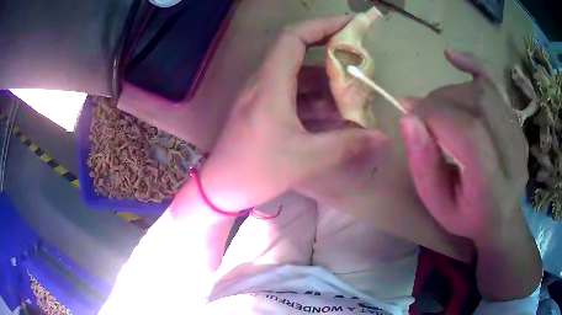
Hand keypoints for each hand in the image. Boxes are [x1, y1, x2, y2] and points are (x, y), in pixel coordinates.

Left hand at [200, 16, 385, 210]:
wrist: (221, 188)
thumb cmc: (257, 172)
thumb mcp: (306, 159)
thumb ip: (347, 144)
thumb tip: (381, 137)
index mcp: (270, 85)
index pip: (294, 37)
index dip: (322, 25)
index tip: (350, 25)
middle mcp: (263, 82)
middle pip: (296, 50)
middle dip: (330, 49)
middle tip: (358, 58)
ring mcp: (261, 95)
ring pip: (297, 74)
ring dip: (325, 79)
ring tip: (353, 91)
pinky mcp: (262, 108)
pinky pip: (292, 92)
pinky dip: (314, 96)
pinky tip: (333, 112)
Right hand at [401, 51, 528, 243]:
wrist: (500, 218)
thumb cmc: (465, 217)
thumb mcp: (436, 204)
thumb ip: (423, 164)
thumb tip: (408, 118)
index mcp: (492, 187)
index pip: (470, 133)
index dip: (436, 114)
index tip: (409, 113)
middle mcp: (513, 156)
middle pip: (477, 105)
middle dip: (440, 102)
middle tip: (420, 114)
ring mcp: (518, 136)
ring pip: (484, 91)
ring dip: (451, 91)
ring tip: (436, 106)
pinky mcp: (516, 123)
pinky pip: (496, 85)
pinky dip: (473, 65)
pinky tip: (452, 57)